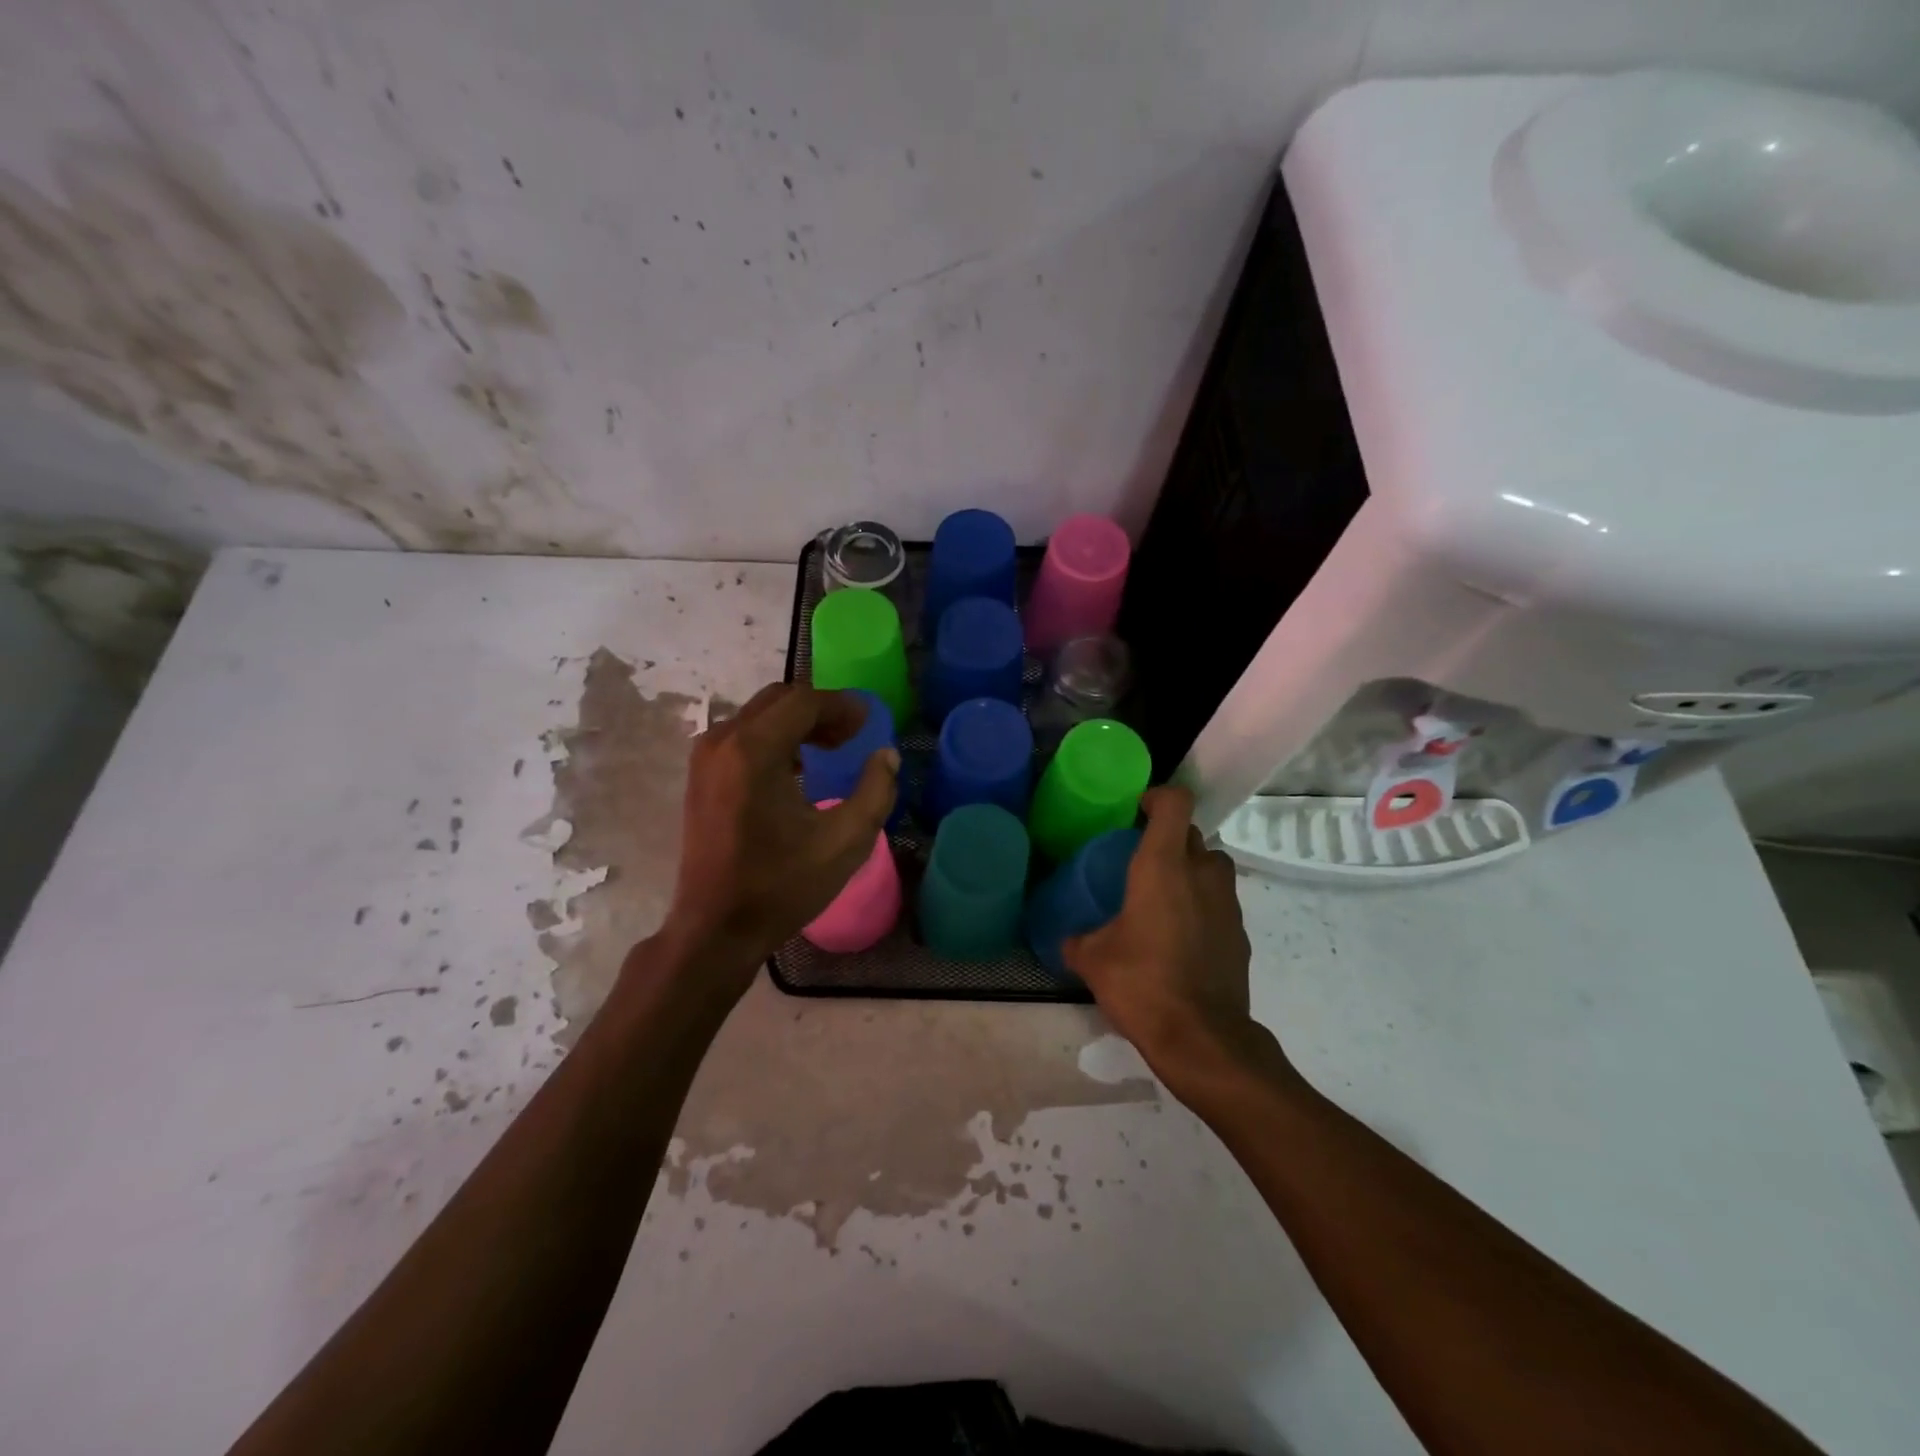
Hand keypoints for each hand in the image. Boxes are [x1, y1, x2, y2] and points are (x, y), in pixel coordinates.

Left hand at [656, 684, 897, 994]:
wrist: (716, 929)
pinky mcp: (700, 776)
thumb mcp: (845, 842)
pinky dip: (775, 739)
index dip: (842, 706)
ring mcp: (705, 758)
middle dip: (820, 710)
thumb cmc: (781, 886)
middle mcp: (723, 741)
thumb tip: (885, 754)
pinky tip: (798, 770)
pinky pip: (743, 737)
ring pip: (759, 716)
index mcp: (753, 750)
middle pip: (779, 700)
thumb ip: (875, 791)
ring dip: (797, 724)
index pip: (804, 701)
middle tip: (853, 734)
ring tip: (831, 750)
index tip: (870, 723)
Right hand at [1063, 786, 1271, 1084]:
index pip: (1175, 803)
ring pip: (1212, 866)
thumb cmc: (1141, 983)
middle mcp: (1201, 874)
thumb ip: (1077, 939)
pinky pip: (1220, 902)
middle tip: (1141, 859)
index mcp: (1163, 866)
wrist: (1202, 1038)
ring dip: (1191, 869)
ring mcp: (1227, 904)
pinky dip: (1203, 906)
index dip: (1158, 797)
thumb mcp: (1092, 960)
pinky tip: (1181, 937)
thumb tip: (1068, 939)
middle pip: (1192, 834)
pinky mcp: (1240, 934)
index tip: (1137, 810)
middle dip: (1169, 838)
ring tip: (1163, 895)